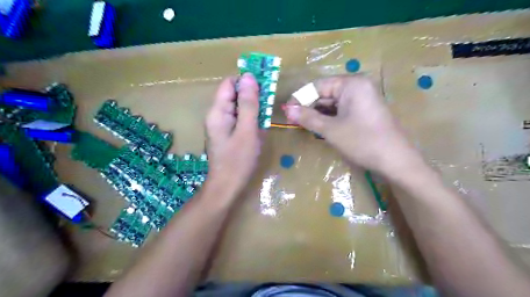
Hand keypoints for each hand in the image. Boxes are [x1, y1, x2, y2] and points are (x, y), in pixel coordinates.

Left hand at [203, 72, 260, 196]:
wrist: (227, 187)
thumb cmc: (238, 160)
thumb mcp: (247, 130)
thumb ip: (248, 104)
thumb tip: (249, 76)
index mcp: (217, 111)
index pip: (230, 84)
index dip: (246, 81)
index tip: (265, 85)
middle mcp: (216, 115)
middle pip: (234, 95)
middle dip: (252, 97)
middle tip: (268, 106)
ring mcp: (221, 125)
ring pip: (239, 107)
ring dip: (253, 109)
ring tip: (264, 120)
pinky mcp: (227, 133)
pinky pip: (239, 119)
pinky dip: (250, 120)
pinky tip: (258, 130)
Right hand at [285, 73, 422, 176]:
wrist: (395, 161)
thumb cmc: (362, 141)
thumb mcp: (330, 129)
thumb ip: (308, 117)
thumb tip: (287, 109)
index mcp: (351, 84)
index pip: (318, 85)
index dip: (300, 98)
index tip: (287, 112)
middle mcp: (358, 86)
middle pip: (326, 93)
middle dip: (310, 107)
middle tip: (294, 121)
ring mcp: (363, 98)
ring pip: (333, 103)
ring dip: (319, 114)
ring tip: (305, 126)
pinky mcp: (365, 110)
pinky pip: (342, 110)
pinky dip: (330, 118)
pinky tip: (321, 127)